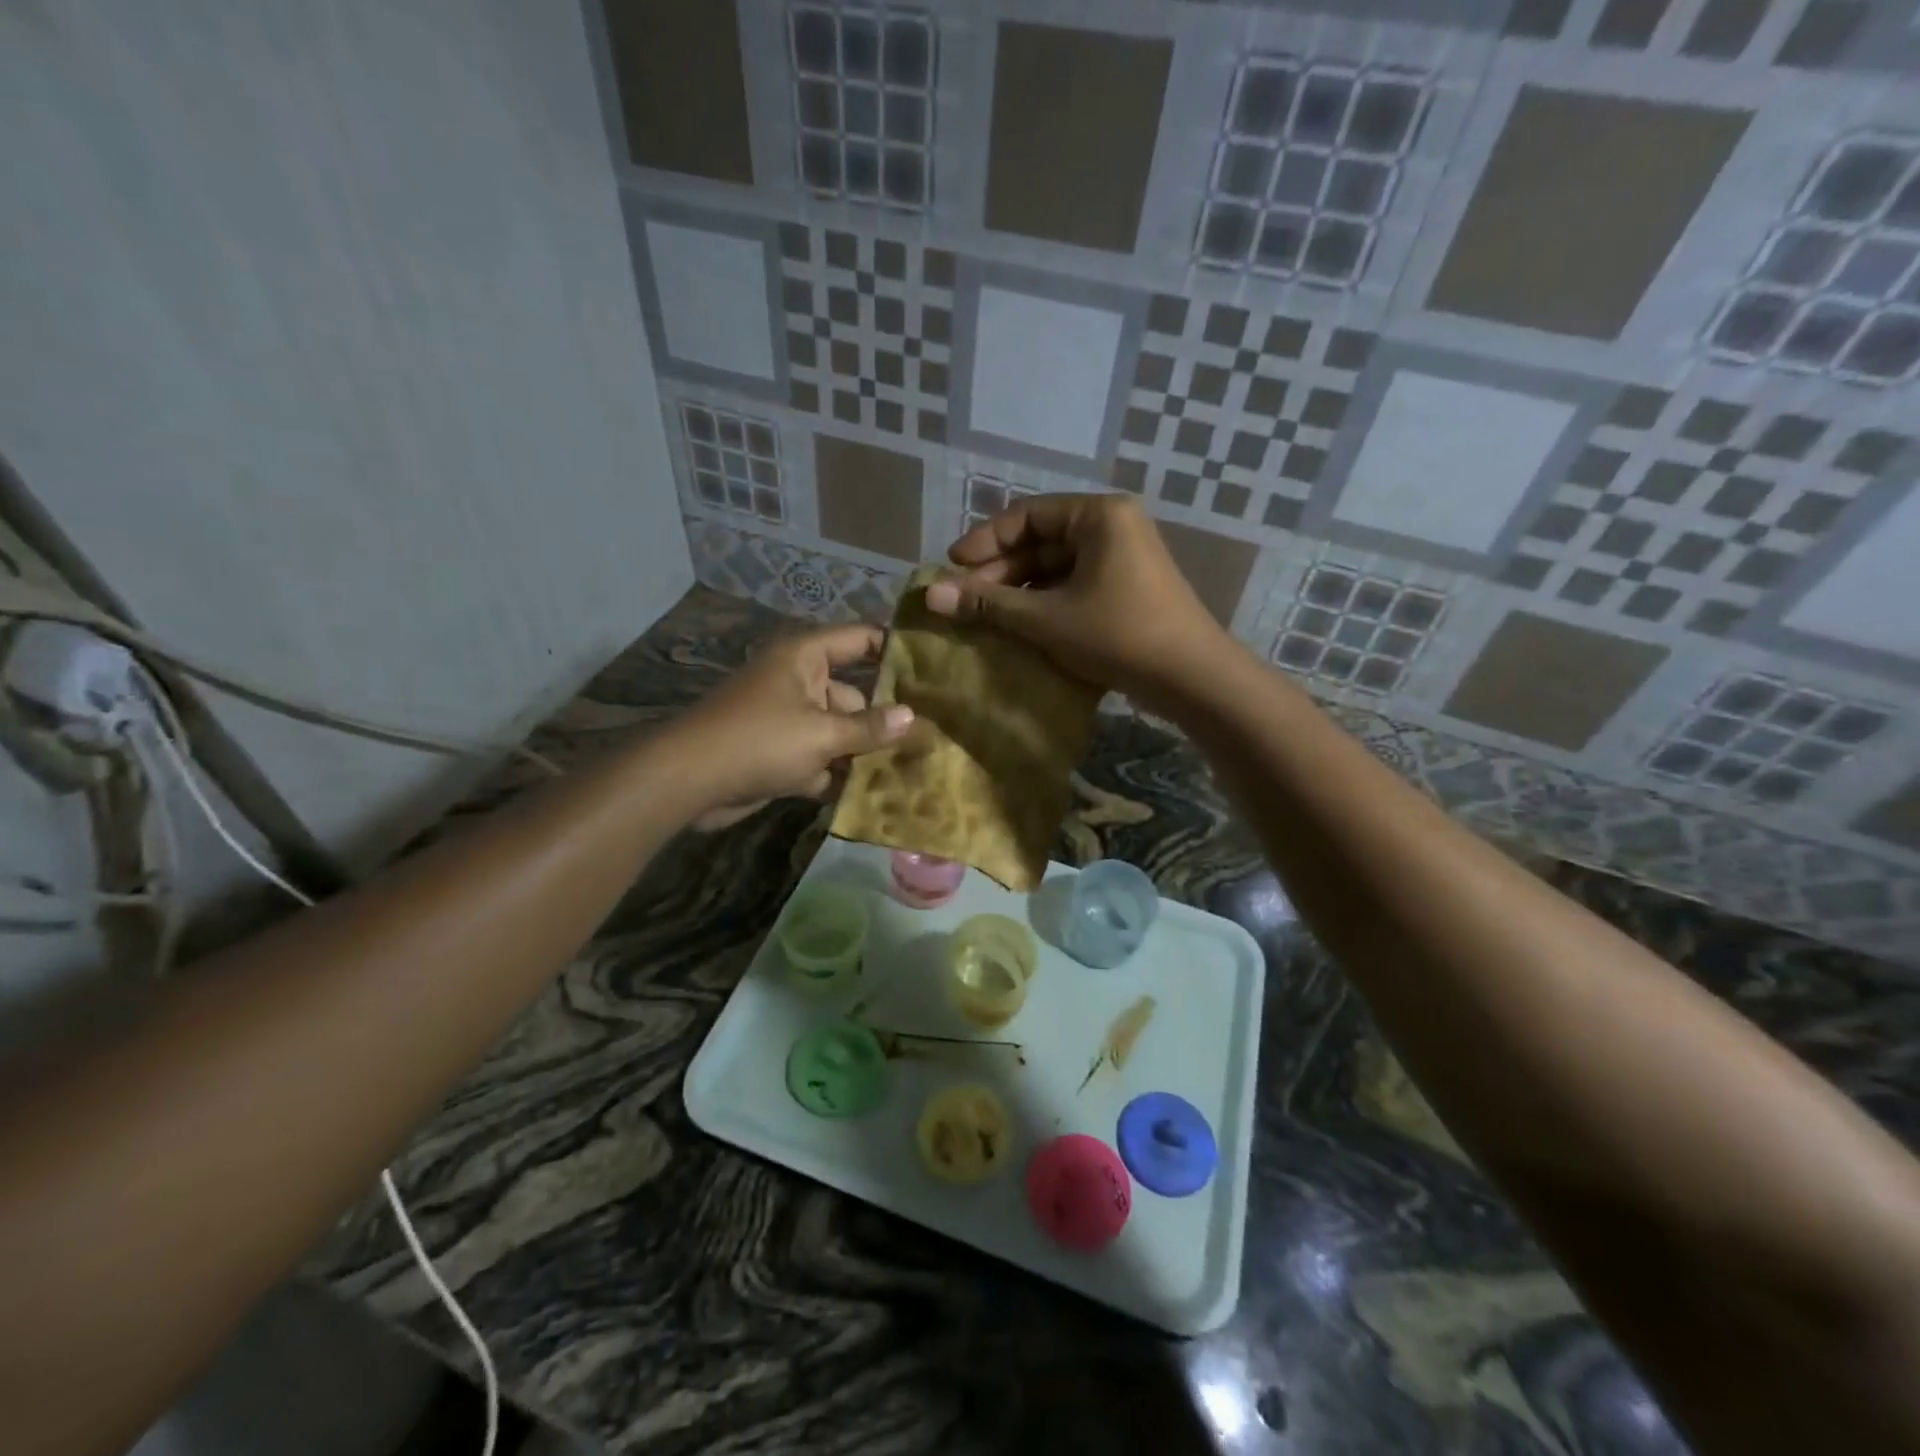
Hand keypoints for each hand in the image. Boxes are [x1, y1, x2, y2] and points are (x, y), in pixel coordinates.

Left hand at [663, 625, 913, 828]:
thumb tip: (912, 717)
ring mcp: (788, 718)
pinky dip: (835, 772)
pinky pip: (818, 756)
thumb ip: (870, 727)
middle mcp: (798, 681)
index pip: (860, 639)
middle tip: (929, 739)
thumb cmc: (759, 741)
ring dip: (861, 752)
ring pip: (838, 730)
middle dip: (883, 720)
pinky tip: (871, 792)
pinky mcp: (779, 752)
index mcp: (806, 657)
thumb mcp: (822, 734)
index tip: (933, 666)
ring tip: (909, 769)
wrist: (688, 782)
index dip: (894, 648)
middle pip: (853, 695)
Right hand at [924, 495, 1231, 706]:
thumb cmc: (1116, 634)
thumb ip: (988, 604)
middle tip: (964, 599)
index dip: (984, 540)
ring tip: (985, 617)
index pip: (1026, 516)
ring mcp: (1123, 559)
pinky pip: (1075, 586)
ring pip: (1057, 568)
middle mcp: (1113, 526)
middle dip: (1000, 571)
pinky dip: (1045, 603)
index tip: (951, 567)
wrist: (1190, 678)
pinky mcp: (1127, 589)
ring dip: (1020, 591)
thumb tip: (929, 594)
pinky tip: (1019, 627)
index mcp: (1098, 515)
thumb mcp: (1045, 618)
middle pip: (1041, 541)